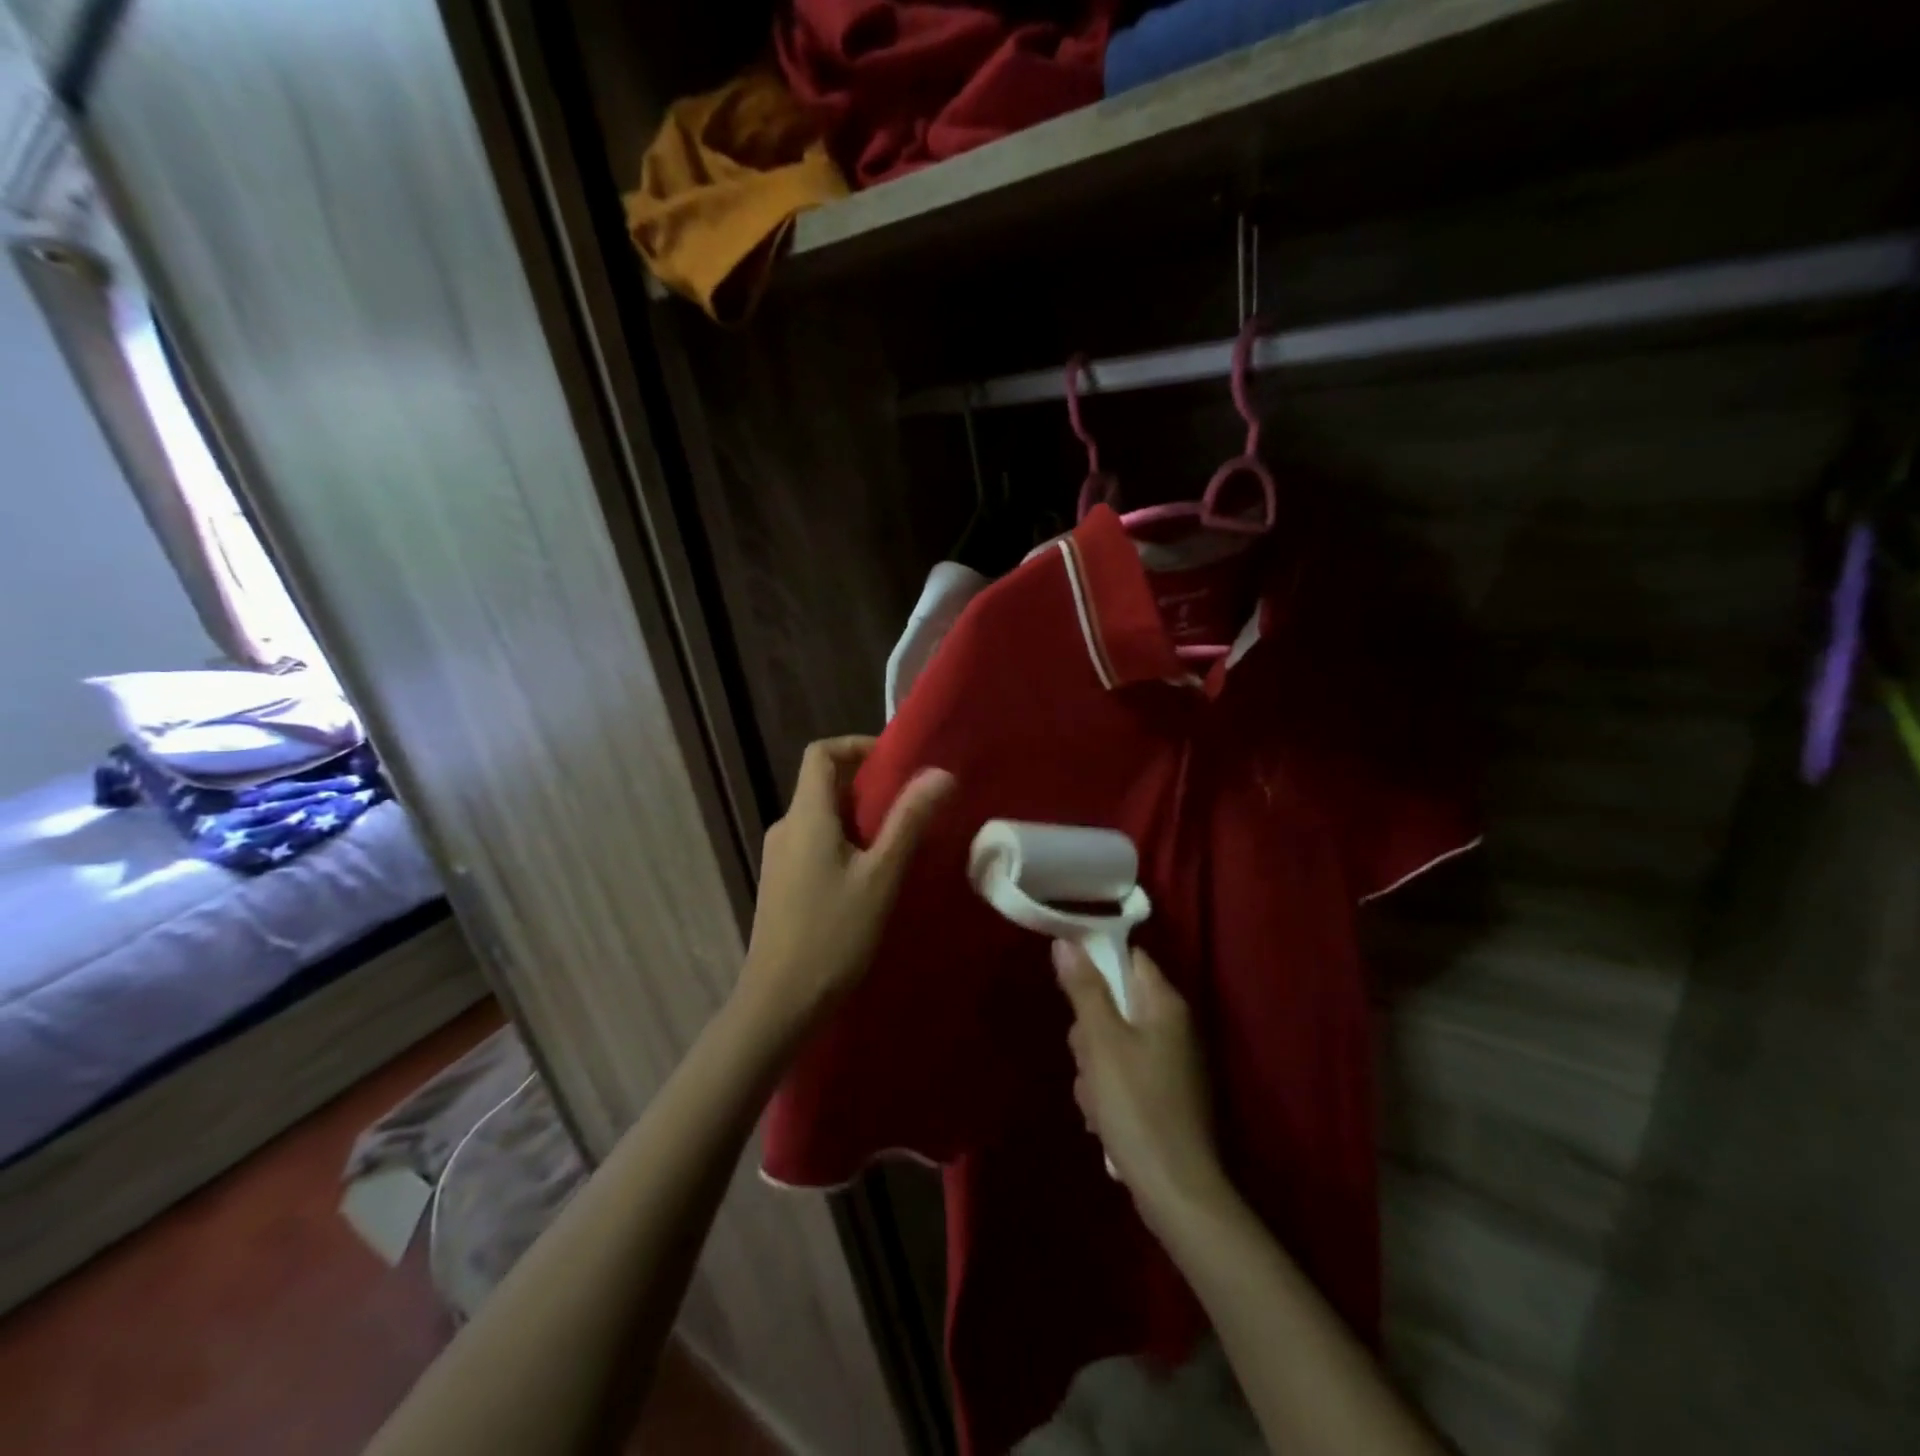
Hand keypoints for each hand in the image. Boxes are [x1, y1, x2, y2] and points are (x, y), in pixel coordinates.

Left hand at [738, 736, 952, 1032]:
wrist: (779, 1002)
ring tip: (899, 842)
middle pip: (823, 784)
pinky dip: (845, 841)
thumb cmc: (833, 934)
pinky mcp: (781, 882)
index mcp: (806, 816)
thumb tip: (940, 773)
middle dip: (868, 786)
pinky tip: (870, 875)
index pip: (820, 753)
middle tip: (911, 805)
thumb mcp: (881, 876)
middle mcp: (786, 827)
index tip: (896, 762)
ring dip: (859, 817)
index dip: (857, 745)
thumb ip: (909, 821)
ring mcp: (779, 857)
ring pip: (822, 817)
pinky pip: (815, 843)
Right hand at [1054, 942, 1229, 1230]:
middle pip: (1115, 1004)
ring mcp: (1170, 1064)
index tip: (1070, 988)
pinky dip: (1107, 1093)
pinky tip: (1104, 1120)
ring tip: (1096, 1100)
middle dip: (1089, 1032)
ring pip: (1112, 1044)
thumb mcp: (1102, 1041)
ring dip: (1094, 1069)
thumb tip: (1066, 941)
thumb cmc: (1137, 1105)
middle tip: (1087, 1058)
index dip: (1097, 964)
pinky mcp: (1162, 1096)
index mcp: (1165, 1005)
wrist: (1176, 1191)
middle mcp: (1173, 1027)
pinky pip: (1122, 1076)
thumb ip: (1084, 989)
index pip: (1129, 959)